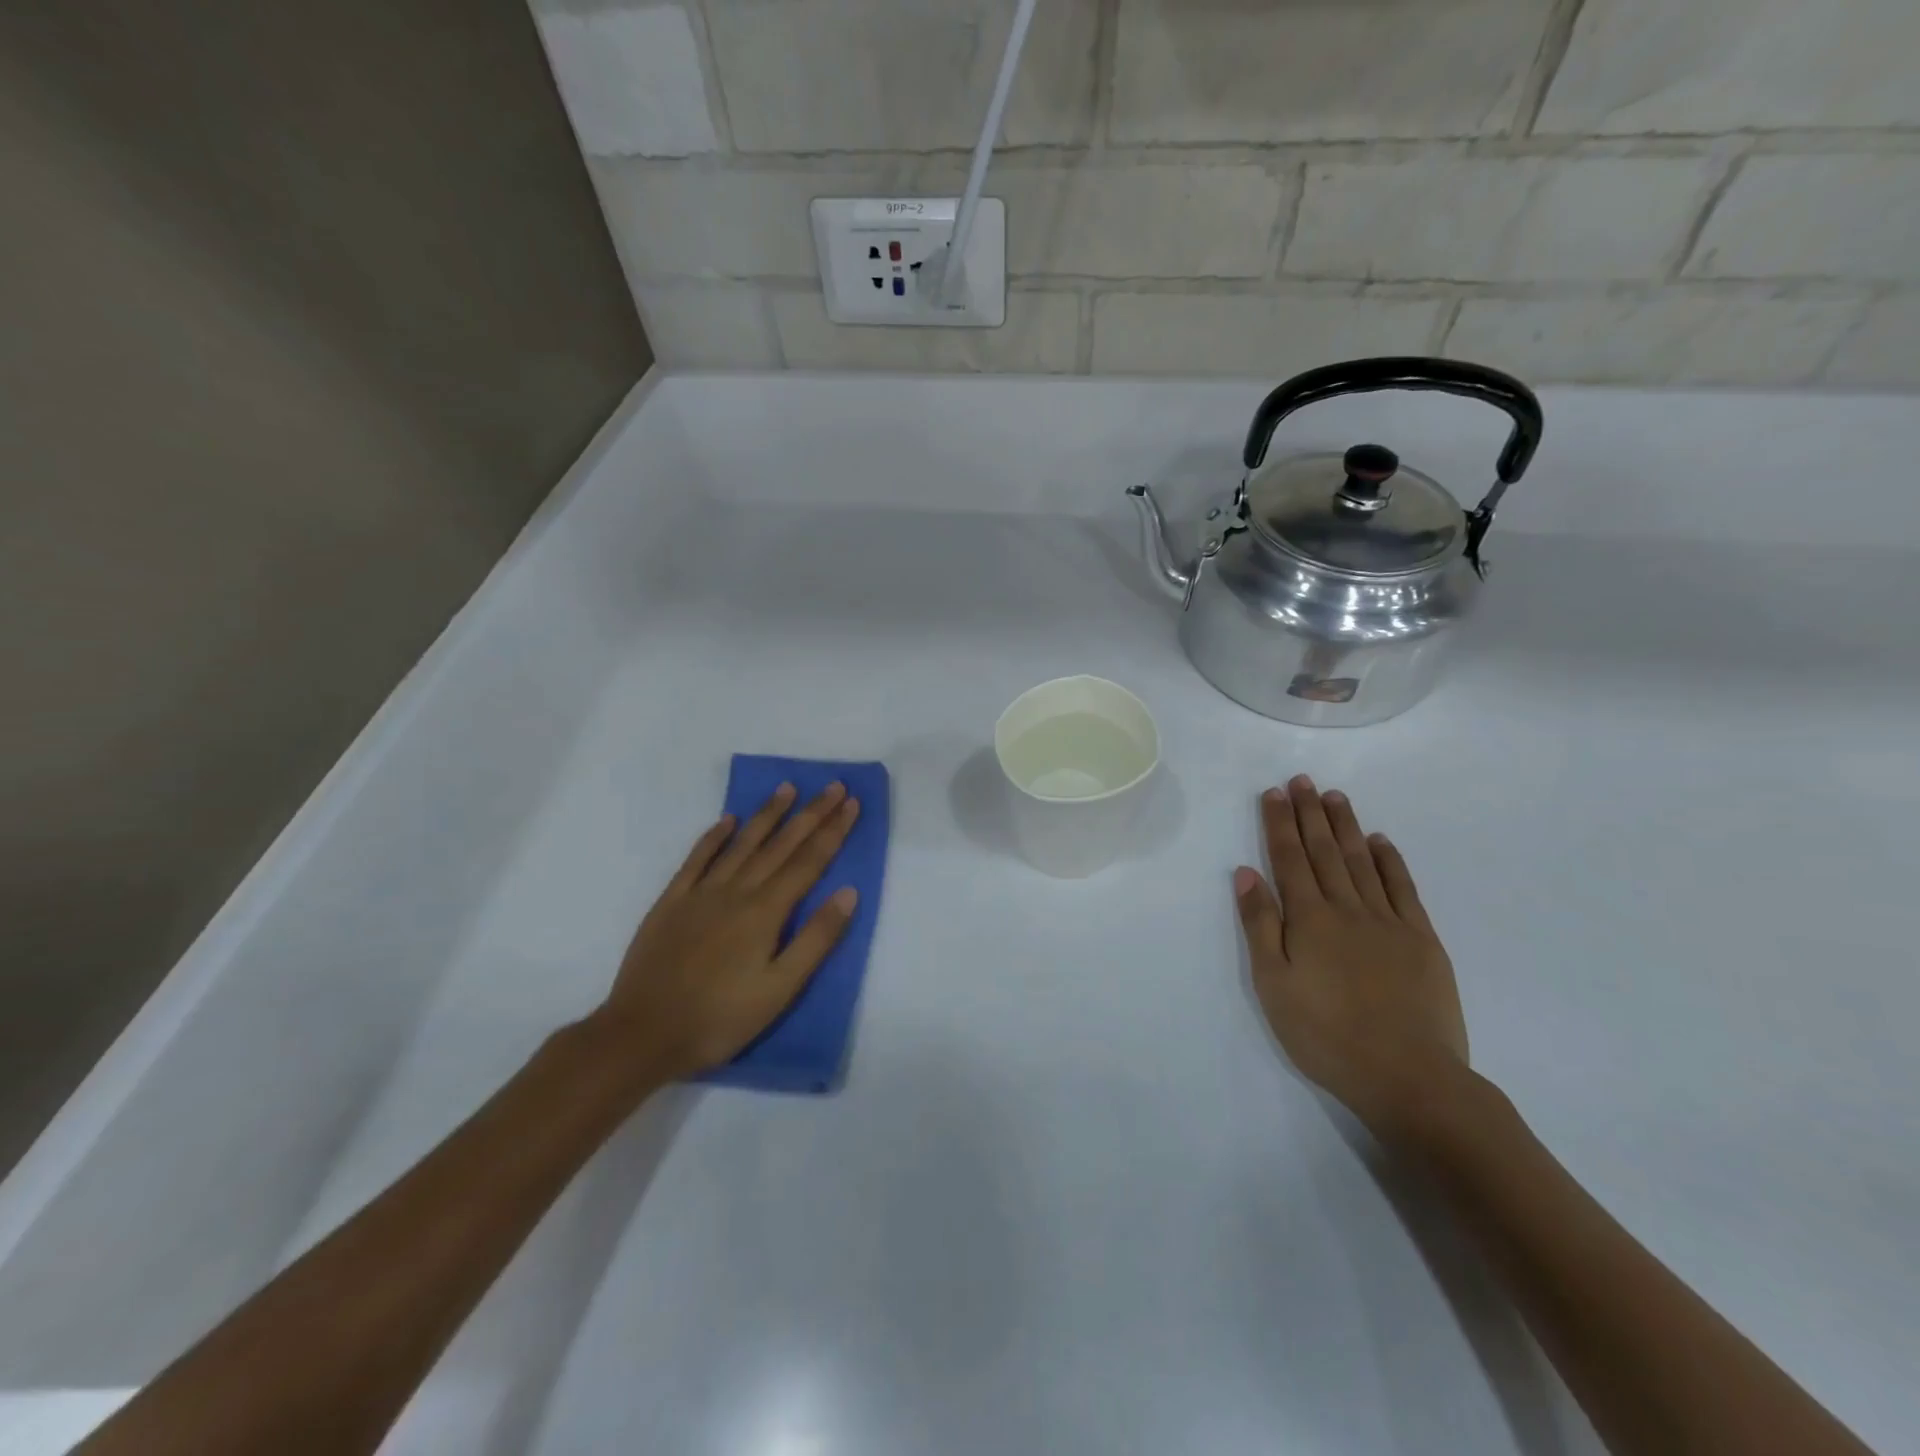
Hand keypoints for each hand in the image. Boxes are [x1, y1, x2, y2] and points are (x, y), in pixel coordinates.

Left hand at [591, 782, 860, 1082]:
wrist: (642, 1035)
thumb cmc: (720, 1018)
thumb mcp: (780, 989)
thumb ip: (816, 939)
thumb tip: (849, 892)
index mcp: (766, 912)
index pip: (809, 861)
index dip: (833, 831)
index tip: (851, 802)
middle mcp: (736, 891)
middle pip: (780, 845)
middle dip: (810, 814)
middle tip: (832, 785)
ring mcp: (700, 893)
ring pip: (742, 844)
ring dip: (767, 815)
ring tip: (787, 788)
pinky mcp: (670, 902)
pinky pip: (696, 859)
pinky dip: (714, 837)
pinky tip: (727, 820)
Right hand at [1234, 775, 1468, 1135]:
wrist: (1408, 1077)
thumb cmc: (1326, 1035)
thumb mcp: (1273, 985)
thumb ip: (1259, 925)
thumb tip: (1246, 873)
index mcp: (1308, 919)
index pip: (1289, 859)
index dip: (1280, 823)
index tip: (1274, 792)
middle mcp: (1347, 909)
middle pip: (1324, 851)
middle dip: (1310, 813)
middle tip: (1303, 780)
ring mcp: (1389, 922)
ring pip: (1361, 862)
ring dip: (1345, 826)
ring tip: (1334, 797)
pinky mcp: (1422, 940)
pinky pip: (1403, 889)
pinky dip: (1389, 861)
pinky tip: (1379, 842)